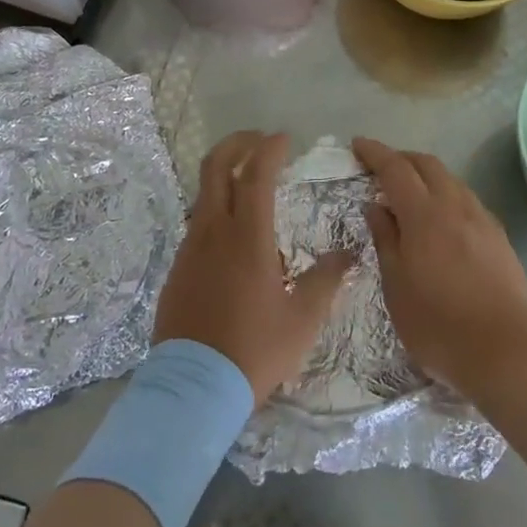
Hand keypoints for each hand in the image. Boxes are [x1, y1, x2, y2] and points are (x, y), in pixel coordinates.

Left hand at [153, 132, 353, 405]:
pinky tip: (233, 234)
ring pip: (204, 194)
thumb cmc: (254, 352)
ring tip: (250, 186)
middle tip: (259, 141)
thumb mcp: (302, 321)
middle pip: (216, 167)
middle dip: (237, 144)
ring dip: (225, 176)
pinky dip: (216, 210)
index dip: (269, 149)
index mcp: (247, 238)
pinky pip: (197, 224)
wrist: (194, 388)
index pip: (255, 174)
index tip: (284, 138)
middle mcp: (213, 231)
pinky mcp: (178, 267)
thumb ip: (326, 281)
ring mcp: (190, 248)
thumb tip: (348, 254)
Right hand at [353, 138, 526, 396]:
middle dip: (402, 158)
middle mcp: (455, 206)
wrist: (507, 353)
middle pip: (427, 164)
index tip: (357, 144)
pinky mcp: (500, 238)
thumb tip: (376, 206)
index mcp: (424, 214)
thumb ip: (385, 240)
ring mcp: (482, 220)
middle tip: (380, 168)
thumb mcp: (396, 286)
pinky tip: (443, 220)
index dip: (374, 153)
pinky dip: (447, 195)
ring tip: (410, 194)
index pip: (395, 168)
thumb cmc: (438, 324)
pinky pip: (468, 201)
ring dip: (427, 176)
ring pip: (451, 180)